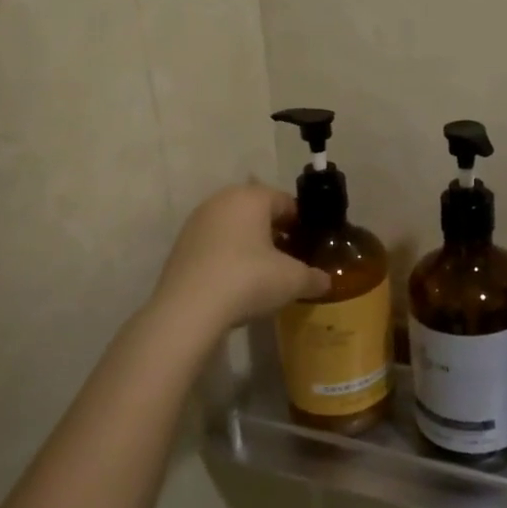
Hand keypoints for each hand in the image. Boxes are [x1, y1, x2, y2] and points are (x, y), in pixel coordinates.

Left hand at [151, 185, 329, 333]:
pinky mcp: (181, 246)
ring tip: (264, 272)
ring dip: (250, 244)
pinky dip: (228, 256)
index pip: (286, 202)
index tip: (310, 246)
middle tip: (290, 258)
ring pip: (234, 227)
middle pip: (258, 211)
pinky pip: (215, 244)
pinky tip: (236, 282)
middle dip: (275, 232)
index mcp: (252, 197)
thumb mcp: (293, 280)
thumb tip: (325, 281)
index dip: (302, 223)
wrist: (188, 310)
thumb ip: (314, 277)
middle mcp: (222, 201)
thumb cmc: (248, 280)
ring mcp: (197, 222)